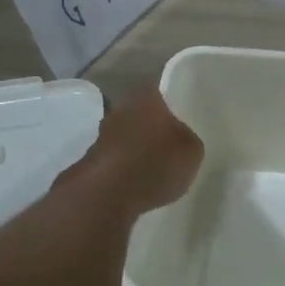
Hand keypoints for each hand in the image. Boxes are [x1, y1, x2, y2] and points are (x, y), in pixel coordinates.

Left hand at [60, 87, 203, 217]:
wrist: (106, 194)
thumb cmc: (155, 162)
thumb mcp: (192, 151)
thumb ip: (189, 139)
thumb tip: (182, 139)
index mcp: (148, 97)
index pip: (164, 90)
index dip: (175, 102)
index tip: (185, 114)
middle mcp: (122, 109)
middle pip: (144, 114)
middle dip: (156, 127)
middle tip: (173, 143)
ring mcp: (103, 134)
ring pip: (128, 136)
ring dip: (139, 148)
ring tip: (157, 168)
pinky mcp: (92, 161)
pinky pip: (117, 159)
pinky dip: (127, 169)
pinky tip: (138, 184)